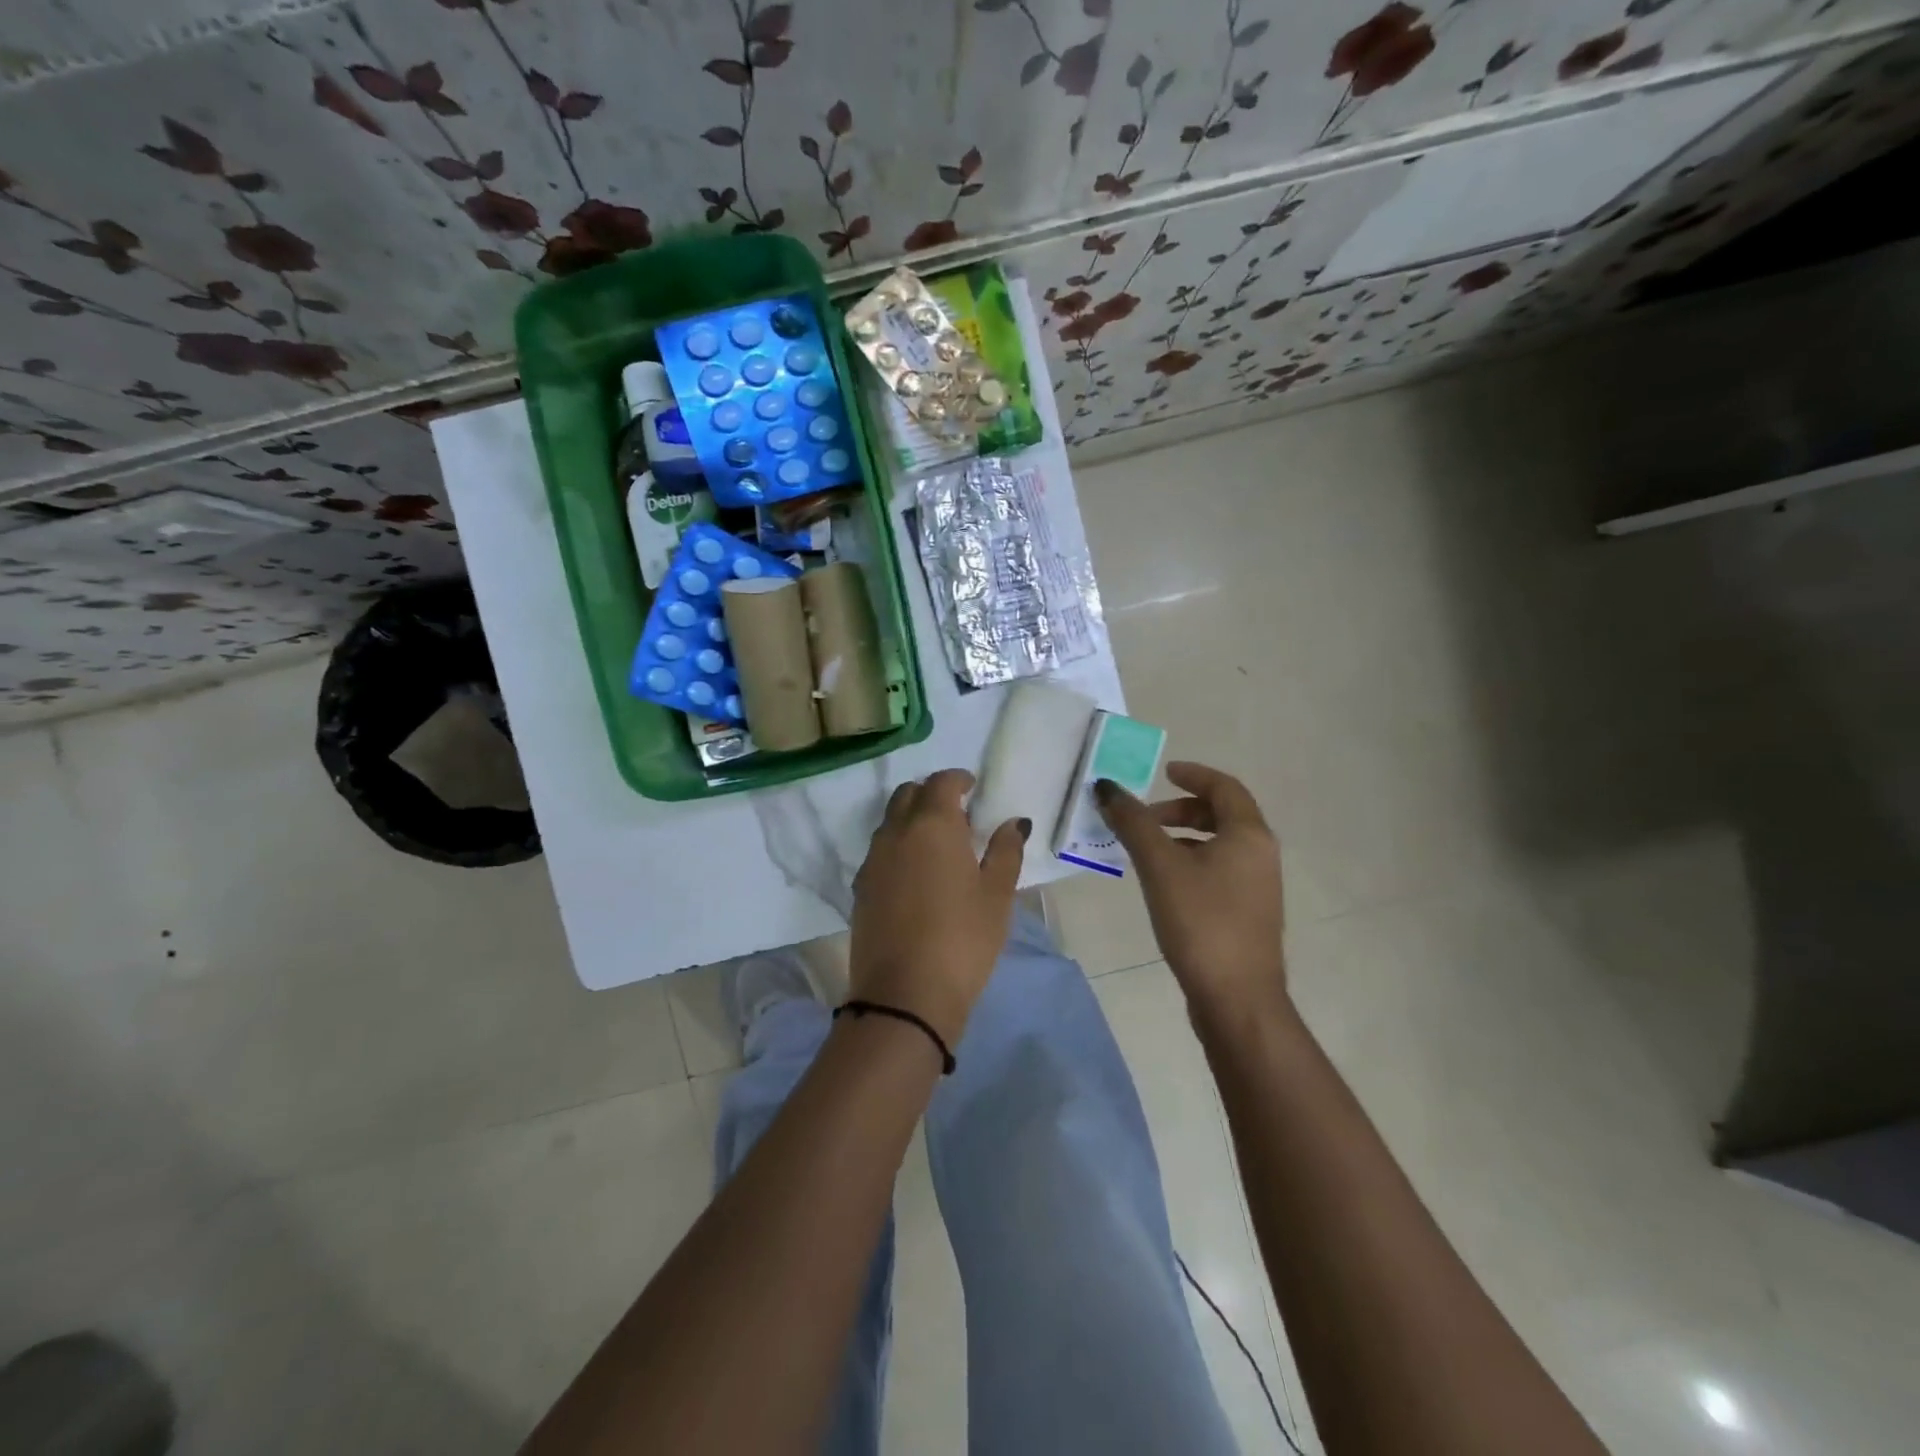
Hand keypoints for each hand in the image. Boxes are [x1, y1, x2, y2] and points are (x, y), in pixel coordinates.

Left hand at [849, 769, 1028, 1046]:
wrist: (905, 994)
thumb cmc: (963, 939)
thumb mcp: (996, 896)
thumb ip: (1006, 851)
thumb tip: (1013, 822)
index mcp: (932, 825)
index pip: (941, 782)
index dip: (958, 779)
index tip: (972, 787)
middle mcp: (896, 833)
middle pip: (908, 795)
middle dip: (931, 794)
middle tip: (956, 813)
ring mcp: (873, 860)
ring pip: (890, 822)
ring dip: (911, 819)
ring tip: (937, 844)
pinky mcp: (860, 888)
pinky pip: (879, 851)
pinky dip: (897, 846)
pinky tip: (915, 873)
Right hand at [1096, 761, 1286, 1021]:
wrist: (1237, 999)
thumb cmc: (1201, 922)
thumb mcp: (1160, 866)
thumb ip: (1133, 823)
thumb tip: (1107, 788)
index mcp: (1249, 835)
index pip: (1224, 787)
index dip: (1193, 775)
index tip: (1163, 772)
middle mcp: (1261, 855)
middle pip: (1221, 815)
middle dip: (1179, 810)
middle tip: (1144, 818)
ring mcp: (1257, 887)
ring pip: (1218, 845)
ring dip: (1181, 837)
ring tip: (1145, 851)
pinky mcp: (1247, 914)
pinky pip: (1218, 870)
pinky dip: (1190, 862)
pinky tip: (1162, 884)